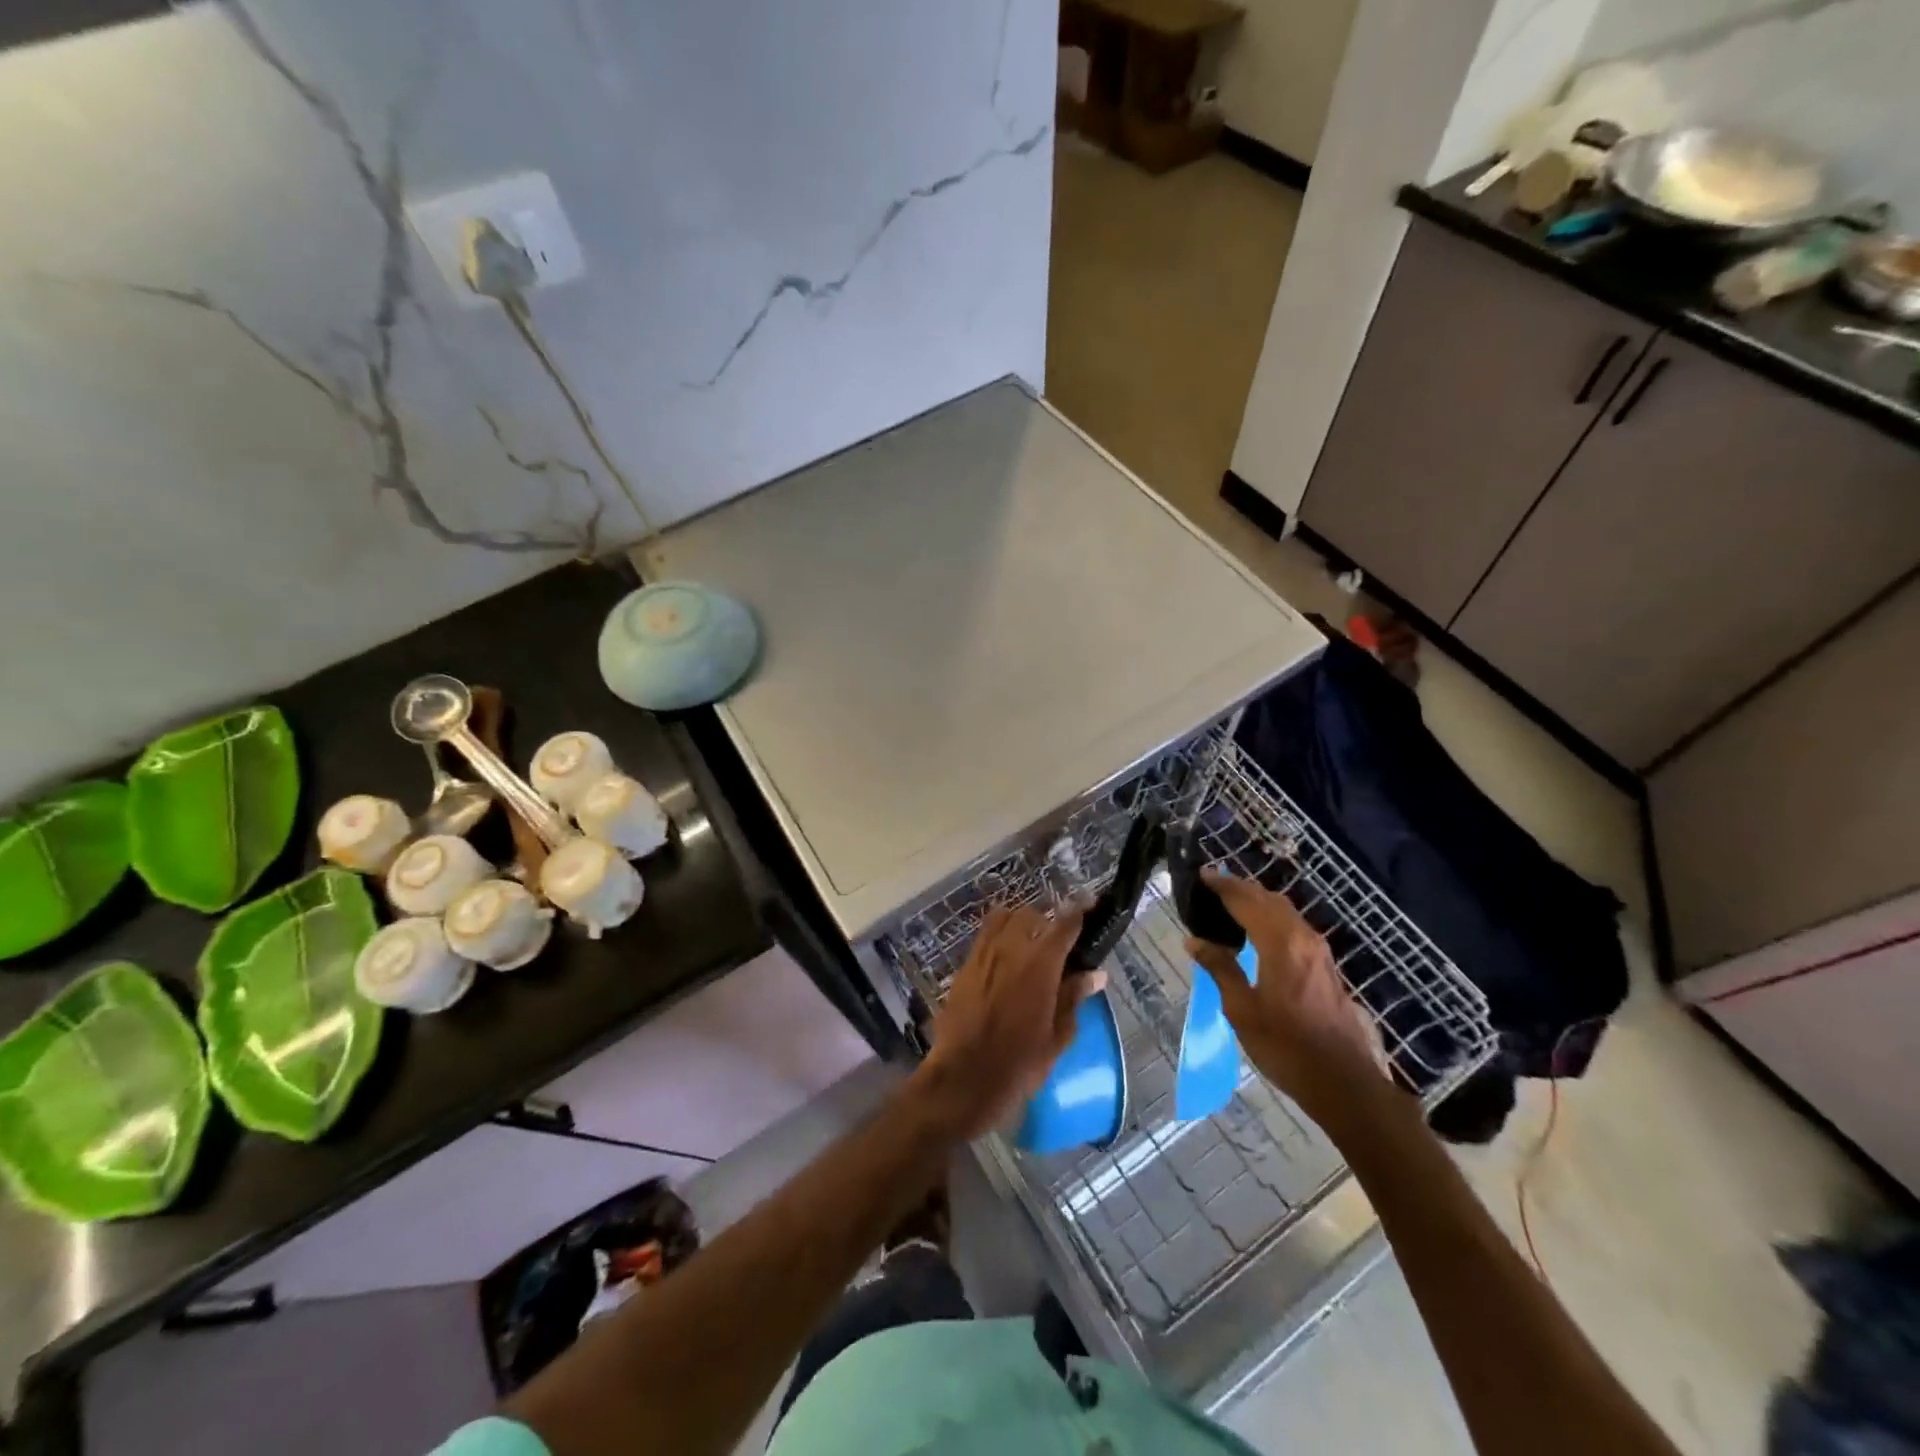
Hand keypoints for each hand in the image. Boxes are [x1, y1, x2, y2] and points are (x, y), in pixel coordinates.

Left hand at [916, 903, 1100, 1138]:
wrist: (963, 1079)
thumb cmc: (1019, 1064)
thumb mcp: (1057, 1036)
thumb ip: (1074, 997)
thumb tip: (1095, 974)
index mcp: (1039, 964)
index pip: (1063, 924)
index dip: (1078, 912)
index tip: (1089, 906)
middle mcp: (1009, 948)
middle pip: (1029, 915)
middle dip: (1045, 921)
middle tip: (1056, 942)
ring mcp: (982, 955)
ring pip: (1002, 919)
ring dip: (1018, 924)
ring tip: (1028, 945)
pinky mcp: (963, 967)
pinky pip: (983, 938)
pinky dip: (997, 938)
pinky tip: (1004, 961)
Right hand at [1187, 870, 1386, 1123]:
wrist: (1344, 1082)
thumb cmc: (1286, 1047)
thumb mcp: (1242, 1009)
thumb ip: (1220, 968)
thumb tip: (1195, 940)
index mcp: (1280, 943)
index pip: (1245, 900)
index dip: (1222, 885)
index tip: (1200, 874)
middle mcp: (1302, 937)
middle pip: (1268, 899)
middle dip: (1239, 888)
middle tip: (1211, 885)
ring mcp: (1318, 951)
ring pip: (1284, 910)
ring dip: (1257, 900)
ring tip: (1230, 903)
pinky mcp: (1325, 965)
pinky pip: (1293, 925)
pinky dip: (1270, 916)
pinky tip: (1256, 930)